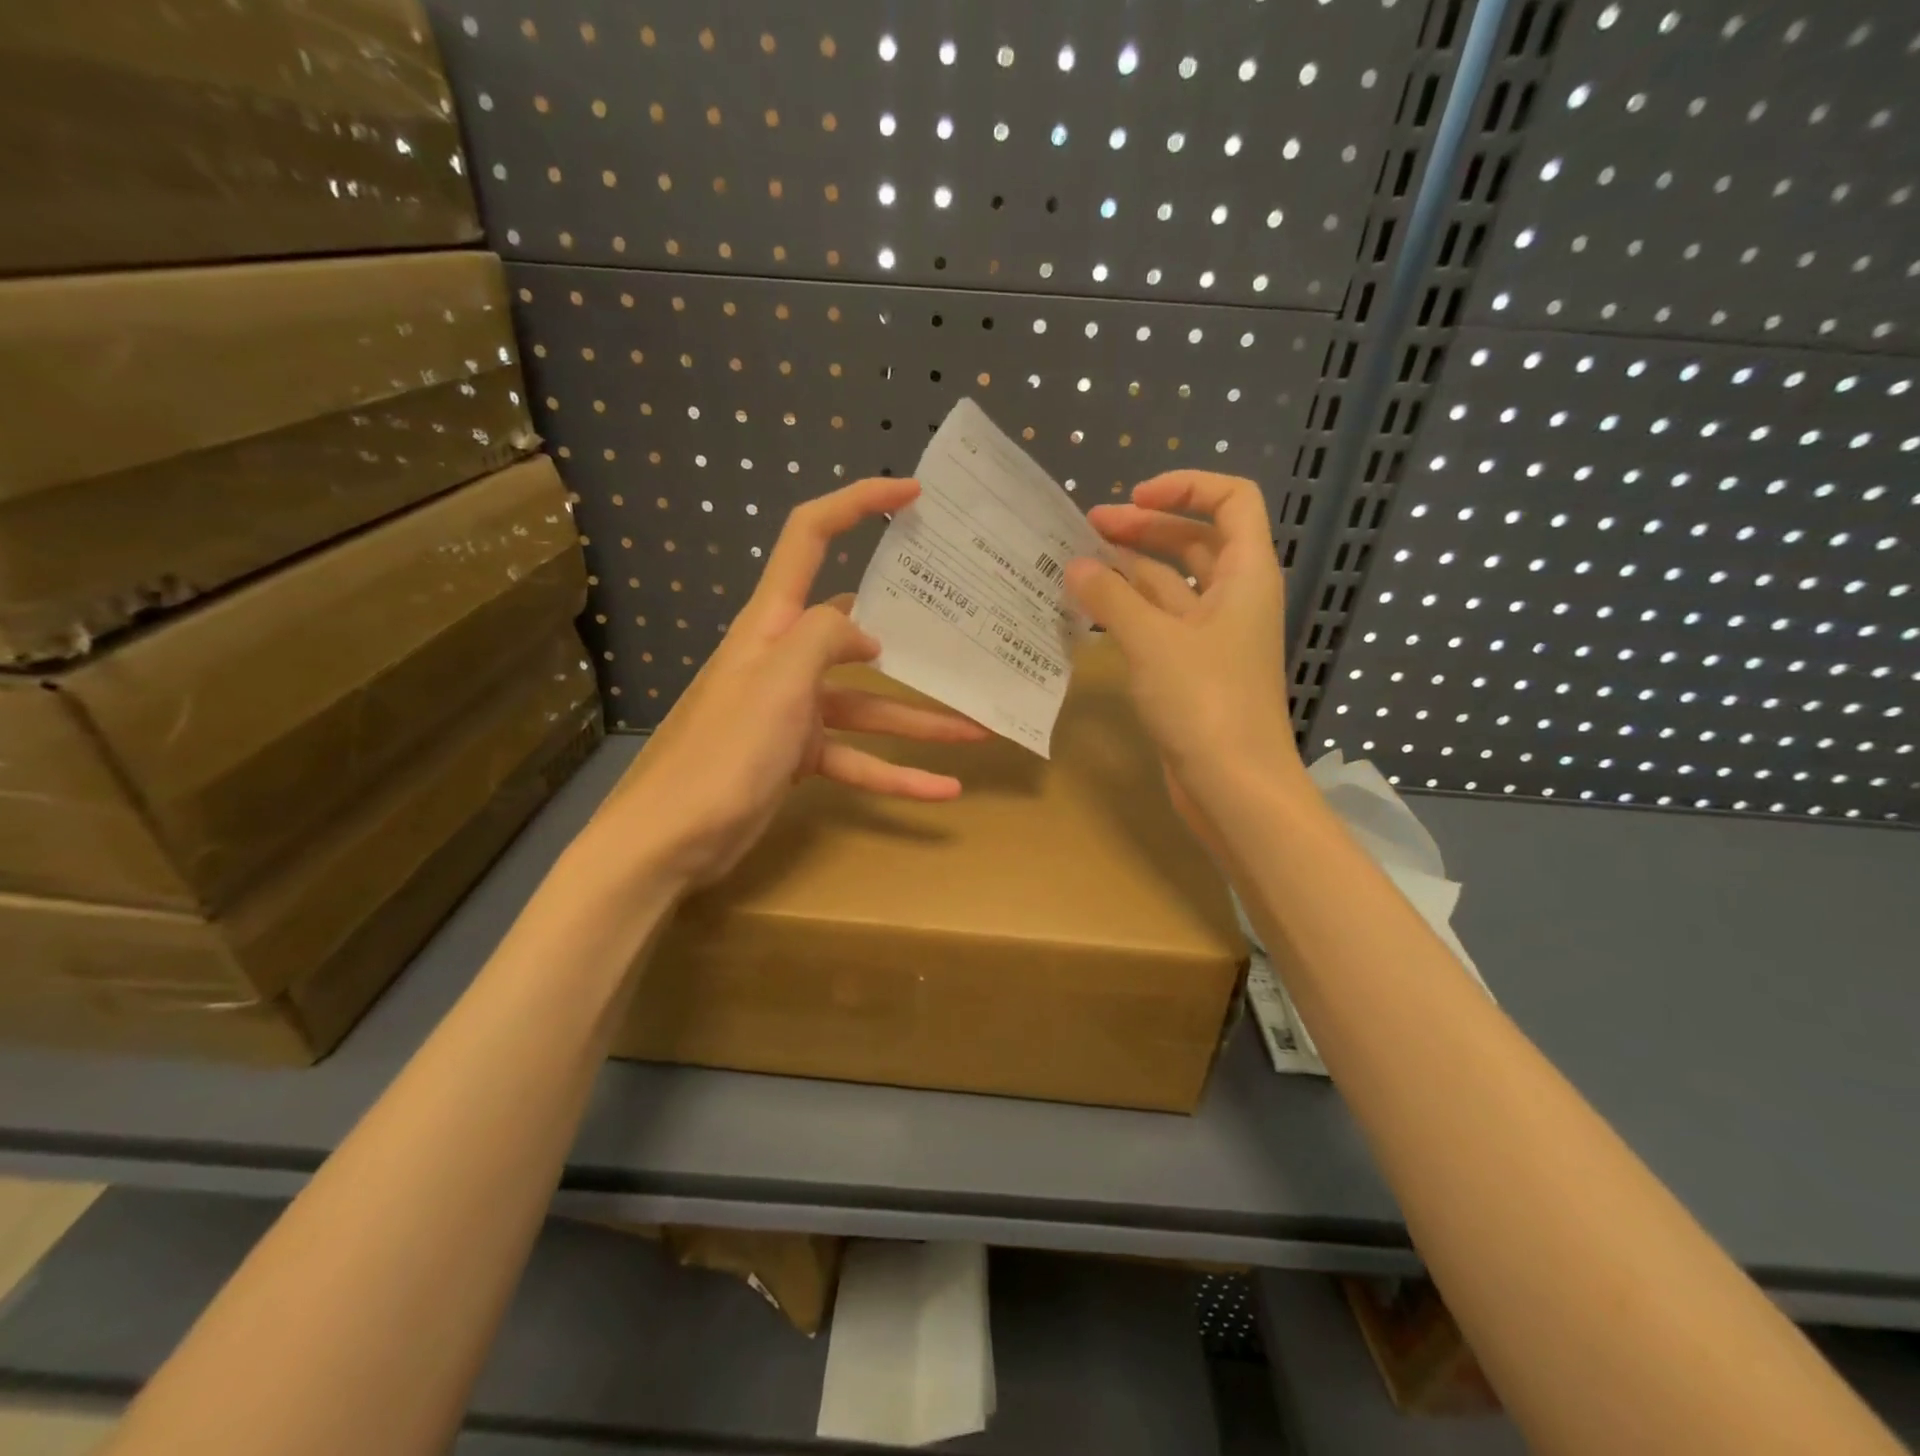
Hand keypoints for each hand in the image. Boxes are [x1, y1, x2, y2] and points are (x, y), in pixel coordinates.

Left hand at [586, 477, 987, 889]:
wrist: (673, 839)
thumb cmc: (725, 751)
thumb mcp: (779, 681)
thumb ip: (825, 638)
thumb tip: (866, 635)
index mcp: (772, 623)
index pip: (810, 537)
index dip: (858, 503)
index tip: (913, 494)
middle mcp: (785, 657)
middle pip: (857, 632)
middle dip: (913, 634)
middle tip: (967, 630)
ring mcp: (794, 709)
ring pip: (869, 706)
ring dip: (921, 720)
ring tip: (980, 730)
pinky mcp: (798, 755)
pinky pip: (858, 758)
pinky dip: (897, 774)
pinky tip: (943, 791)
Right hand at [1067, 471, 1301, 839]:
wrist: (1234, 785)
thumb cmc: (1205, 702)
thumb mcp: (1153, 641)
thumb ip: (1111, 598)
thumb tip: (1076, 566)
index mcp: (1245, 574)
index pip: (1232, 501)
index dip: (1186, 487)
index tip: (1134, 497)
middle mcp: (1233, 597)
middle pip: (1192, 541)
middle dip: (1143, 528)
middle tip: (1087, 527)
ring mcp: (1213, 636)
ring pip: (1171, 585)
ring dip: (1129, 571)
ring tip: (1077, 566)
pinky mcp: (1192, 668)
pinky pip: (1160, 623)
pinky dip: (1129, 611)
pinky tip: (1091, 611)